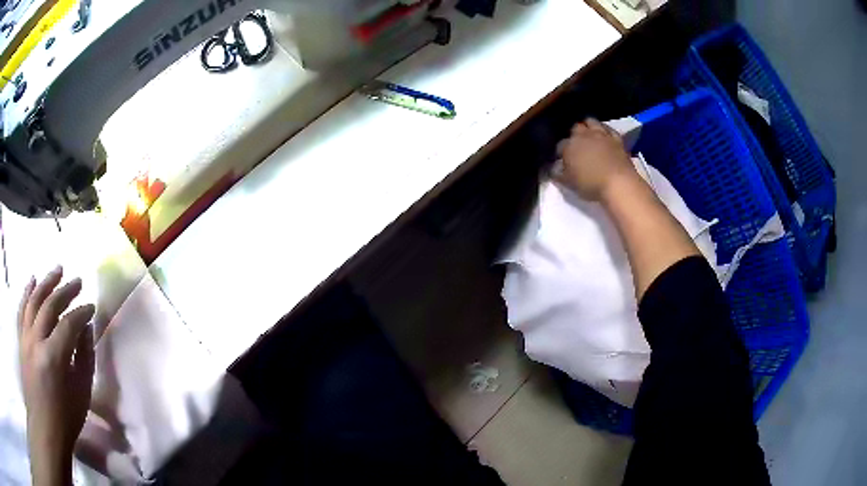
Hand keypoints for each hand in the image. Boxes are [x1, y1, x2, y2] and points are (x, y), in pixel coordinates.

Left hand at [19, 266, 94, 485]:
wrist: (45, 427)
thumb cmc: (65, 417)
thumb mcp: (81, 394)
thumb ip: (84, 359)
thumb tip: (86, 330)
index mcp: (54, 357)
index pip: (69, 323)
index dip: (82, 313)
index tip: (92, 308)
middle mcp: (36, 340)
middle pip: (50, 305)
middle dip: (65, 290)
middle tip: (77, 281)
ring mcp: (25, 337)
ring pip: (33, 300)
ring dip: (46, 283)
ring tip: (57, 271)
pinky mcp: (20, 339)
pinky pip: (22, 309)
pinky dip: (27, 292)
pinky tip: (33, 280)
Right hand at [558, 118, 637, 201]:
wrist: (619, 184)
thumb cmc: (591, 185)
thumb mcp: (569, 183)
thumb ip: (558, 174)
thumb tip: (552, 168)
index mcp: (569, 146)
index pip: (560, 145)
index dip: (560, 152)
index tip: (562, 160)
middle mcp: (583, 135)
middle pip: (575, 128)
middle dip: (573, 135)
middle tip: (576, 145)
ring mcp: (601, 134)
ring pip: (590, 121)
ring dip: (588, 126)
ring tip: (589, 135)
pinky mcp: (616, 138)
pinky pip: (608, 129)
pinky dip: (604, 130)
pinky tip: (604, 136)